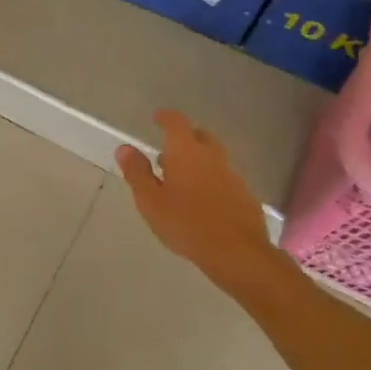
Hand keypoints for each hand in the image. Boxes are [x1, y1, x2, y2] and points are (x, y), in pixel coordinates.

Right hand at [115, 109, 276, 290]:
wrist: (237, 253)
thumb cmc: (186, 224)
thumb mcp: (150, 201)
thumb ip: (137, 172)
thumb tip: (125, 148)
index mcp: (186, 152)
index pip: (176, 122)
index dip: (166, 117)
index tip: (157, 118)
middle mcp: (212, 156)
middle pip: (200, 136)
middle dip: (185, 138)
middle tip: (168, 153)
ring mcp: (232, 175)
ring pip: (214, 158)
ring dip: (198, 161)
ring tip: (182, 180)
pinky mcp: (245, 195)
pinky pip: (225, 178)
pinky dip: (212, 180)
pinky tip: (204, 201)